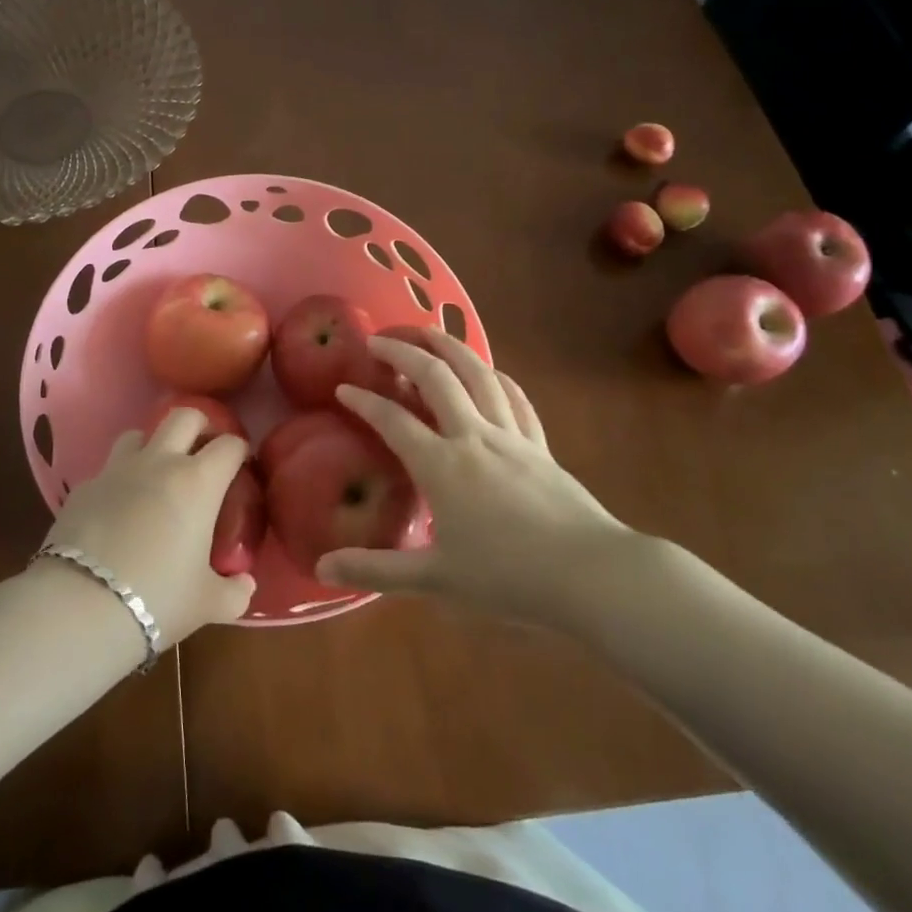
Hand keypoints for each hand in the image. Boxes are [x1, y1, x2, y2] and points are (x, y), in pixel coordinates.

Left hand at [41, 409, 255, 644]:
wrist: (80, 605)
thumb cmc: (157, 598)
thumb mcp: (208, 604)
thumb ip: (234, 592)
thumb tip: (244, 585)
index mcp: (198, 481)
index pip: (229, 445)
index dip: (240, 451)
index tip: (242, 466)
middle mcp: (159, 462)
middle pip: (185, 416)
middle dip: (200, 425)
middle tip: (204, 452)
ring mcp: (116, 470)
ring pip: (139, 434)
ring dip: (154, 446)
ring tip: (157, 476)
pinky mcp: (83, 487)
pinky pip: (108, 470)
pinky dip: (119, 480)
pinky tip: (119, 509)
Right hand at [320, 331, 633, 626]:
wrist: (590, 575)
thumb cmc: (508, 578)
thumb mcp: (435, 580)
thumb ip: (376, 571)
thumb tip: (322, 569)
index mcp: (441, 465)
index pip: (393, 420)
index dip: (364, 401)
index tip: (343, 389)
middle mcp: (472, 436)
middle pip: (436, 377)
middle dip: (403, 352)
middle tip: (380, 340)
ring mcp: (510, 436)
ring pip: (477, 375)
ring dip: (450, 346)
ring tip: (429, 331)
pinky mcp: (540, 445)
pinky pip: (515, 399)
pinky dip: (496, 377)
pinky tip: (490, 371)